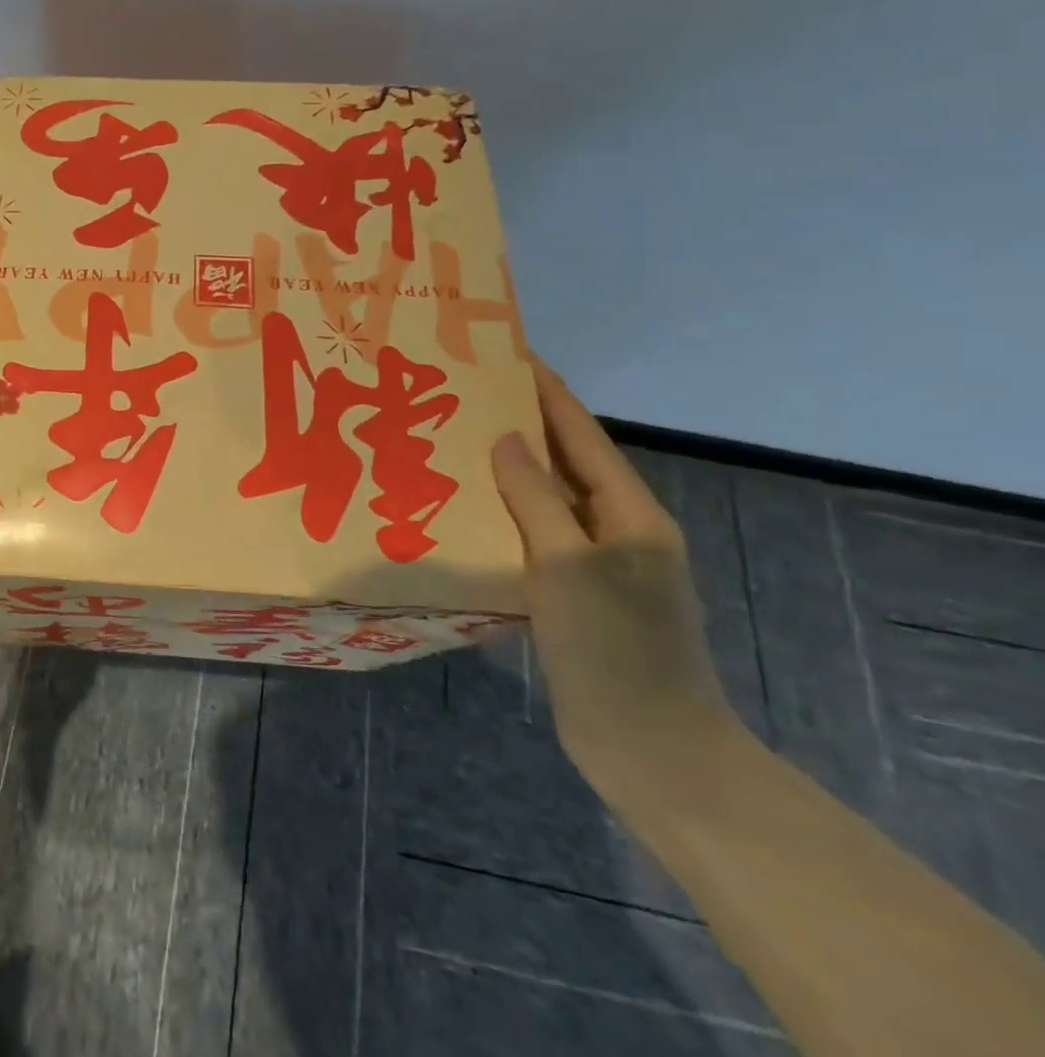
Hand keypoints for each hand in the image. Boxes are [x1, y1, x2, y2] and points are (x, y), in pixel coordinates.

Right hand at [491, 361, 736, 800]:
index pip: (581, 435)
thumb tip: (503, 437)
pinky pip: (534, 540)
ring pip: (545, 502)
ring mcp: (597, 567)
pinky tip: (463, 515)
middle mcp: (617, 531)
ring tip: (452, 446)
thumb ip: (535, 497)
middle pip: (564, 463)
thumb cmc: (614, 649)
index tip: (510, 354)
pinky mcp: (575, 598)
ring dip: (505, 473)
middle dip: (519, 427)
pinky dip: (503, 518)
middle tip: (463, 398)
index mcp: (629, 514)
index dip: (547, 392)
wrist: (651, 749)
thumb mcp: (568, 564)